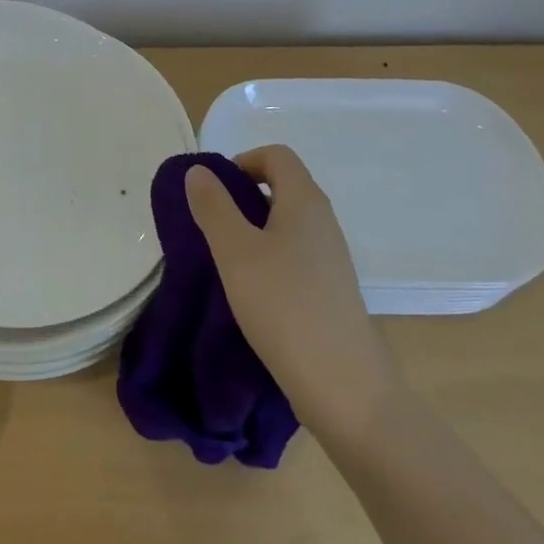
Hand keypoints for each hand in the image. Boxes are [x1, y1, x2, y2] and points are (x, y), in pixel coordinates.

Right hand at [187, 145, 401, 442]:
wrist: (345, 387)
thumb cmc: (284, 306)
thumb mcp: (235, 251)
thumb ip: (213, 206)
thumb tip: (198, 170)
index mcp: (305, 201)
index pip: (276, 155)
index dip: (241, 162)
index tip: (213, 193)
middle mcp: (324, 221)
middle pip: (282, 186)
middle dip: (242, 197)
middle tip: (211, 226)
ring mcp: (331, 257)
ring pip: (286, 223)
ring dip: (253, 230)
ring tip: (225, 260)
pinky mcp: (331, 289)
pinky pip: (295, 254)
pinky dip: (269, 257)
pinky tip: (251, 290)